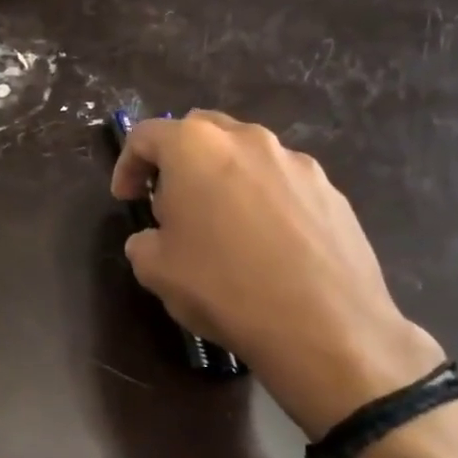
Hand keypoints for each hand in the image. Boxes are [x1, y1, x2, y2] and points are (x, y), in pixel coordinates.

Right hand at [111, 111, 444, 434]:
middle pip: (199, 131)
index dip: (126, 165)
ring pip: (245, 154)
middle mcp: (247, 139)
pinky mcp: (331, 190)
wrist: (325, 326)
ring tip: (222, 225)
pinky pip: (282, 182)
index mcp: (195, 147)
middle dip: (177, 160)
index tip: (126, 198)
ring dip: (223, 177)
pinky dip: (263, 200)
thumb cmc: (223, 287)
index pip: (145, 135)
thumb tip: (155, 238)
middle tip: (171, 203)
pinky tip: (266, 244)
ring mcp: (296, 162)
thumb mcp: (155, 270)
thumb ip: (143, 241)